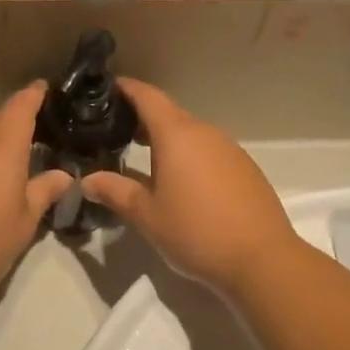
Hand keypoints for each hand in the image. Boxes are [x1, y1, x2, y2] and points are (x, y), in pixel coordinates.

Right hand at [81, 78, 300, 291]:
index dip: (126, 88)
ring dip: (166, 139)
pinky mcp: (245, 168)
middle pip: (168, 113)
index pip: (147, 96)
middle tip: (115, 132)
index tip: (106, 89)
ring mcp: (229, 149)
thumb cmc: (196, 231)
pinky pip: (209, 150)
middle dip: (141, 118)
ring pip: (190, 133)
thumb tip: (87, 181)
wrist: (263, 260)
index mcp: (177, 135)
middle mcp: (204, 132)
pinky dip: (189, 155)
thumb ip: (115, 191)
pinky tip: (181, 182)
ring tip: (144, 159)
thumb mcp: (146, 215)